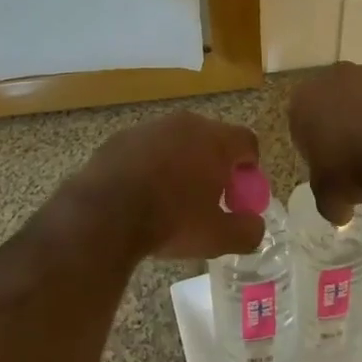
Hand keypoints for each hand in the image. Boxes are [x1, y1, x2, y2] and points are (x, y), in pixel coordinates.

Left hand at [73, 111, 265, 260]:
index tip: (242, 194)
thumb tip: (255, 225)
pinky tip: (141, 194)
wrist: (106, 213)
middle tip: (210, 198)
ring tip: (172, 198)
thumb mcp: (217, 237)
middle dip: (216, 165)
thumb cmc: (171, 221)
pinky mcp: (121, 137)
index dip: (250, 168)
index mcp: (215, 140)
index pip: (247, 142)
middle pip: (212, 138)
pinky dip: (151, 165)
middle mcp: (185, 123)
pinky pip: (147, 148)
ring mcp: (151, 127)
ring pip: (177, 141)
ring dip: (182, 163)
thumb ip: (246, 231)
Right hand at [289, 63, 361, 224]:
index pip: (299, 126)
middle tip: (349, 162)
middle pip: (327, 109)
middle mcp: (328, 80)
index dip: (312, 150)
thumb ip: (327, 203)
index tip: (326, 170)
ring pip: (356, 105)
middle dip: (336, 131)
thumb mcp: (330, 196)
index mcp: (301, 102)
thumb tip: (338, 213)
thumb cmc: (352, 166)